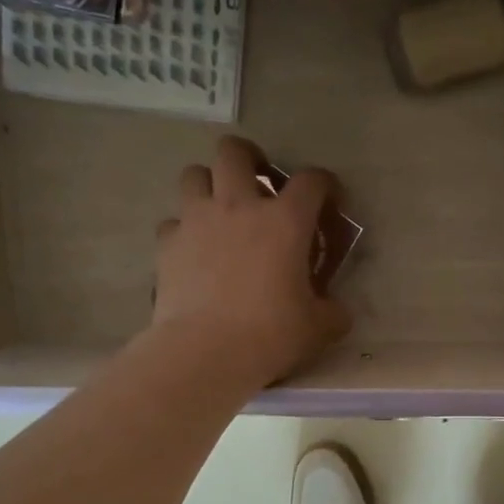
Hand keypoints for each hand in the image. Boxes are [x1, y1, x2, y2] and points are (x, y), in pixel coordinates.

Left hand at [151, 137, 351, 383]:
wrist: (206, 353)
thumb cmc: (271, 335)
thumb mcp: (319, 327)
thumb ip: (332, 310)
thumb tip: (336, 309)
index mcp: (285, 221)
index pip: (312, 181)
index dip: (325, 185)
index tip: (329, 202)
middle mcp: (239, 206)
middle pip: (235, 151)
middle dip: (249, 159)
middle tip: (258, 184)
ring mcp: (197, 221)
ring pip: (194, 174)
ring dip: (209, 186)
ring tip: (220, 211)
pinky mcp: (167, 244)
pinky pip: (173, 222)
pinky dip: (184, 230)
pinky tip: (194, 252)